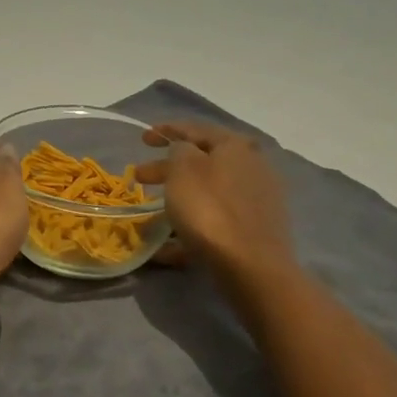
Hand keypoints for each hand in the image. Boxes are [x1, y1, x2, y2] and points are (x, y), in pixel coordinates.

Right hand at [135, 122, 294, 281]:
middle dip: (167, 168)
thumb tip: (184, 150)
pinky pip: (215, 222)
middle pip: (201, 162)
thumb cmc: (210, 209)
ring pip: (207, 193)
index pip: (196, 129)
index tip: (144, 139)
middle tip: (140, 176)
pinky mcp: (254, 231)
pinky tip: (167, 246)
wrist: (252, 267)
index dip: (167, 130)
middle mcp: (251, 167)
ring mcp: (256, 201)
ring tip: (151, 214)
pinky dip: (191, 228)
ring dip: (179, 198)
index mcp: (234, 146)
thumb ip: (179, 149)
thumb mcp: (183, 168)